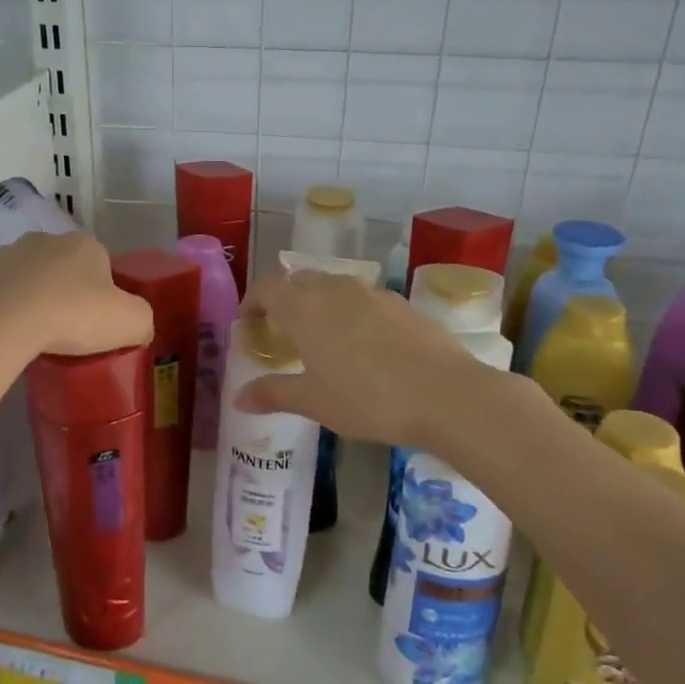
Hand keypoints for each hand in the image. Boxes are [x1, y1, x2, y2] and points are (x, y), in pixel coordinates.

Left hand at [0, 230, 152, 357]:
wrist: (0, 323)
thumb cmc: (72, 315)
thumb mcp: (130, 322)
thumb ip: (142, 320)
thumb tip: (138, 327)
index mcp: (85, 245)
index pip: (103, 266)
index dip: (104, 296)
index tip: (98, 325)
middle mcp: (46, 240)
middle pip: (64, 269)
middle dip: (67, 294)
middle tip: (68, 332)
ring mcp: (7, 254)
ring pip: (30, 279)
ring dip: (34, 300)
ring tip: (35, 337)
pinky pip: (0, 294)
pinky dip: (5, 310)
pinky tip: (9, 335)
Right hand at [235, 271, 508, 448]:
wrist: (445, 394)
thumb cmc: (366, 398)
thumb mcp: (313, 402)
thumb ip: (273, 394)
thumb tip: (239, 398)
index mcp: (304, 308)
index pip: (266, 287)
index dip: (252, 302)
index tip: (249, 324)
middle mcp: (334, 289)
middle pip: (298, 281)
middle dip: (284, 300)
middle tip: (282, 333)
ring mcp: (371, 293)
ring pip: (333, 286)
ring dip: (319, 304)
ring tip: (322, 339)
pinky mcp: (402, 304)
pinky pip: (363, 299)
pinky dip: (351, 313)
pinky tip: (364, 346)